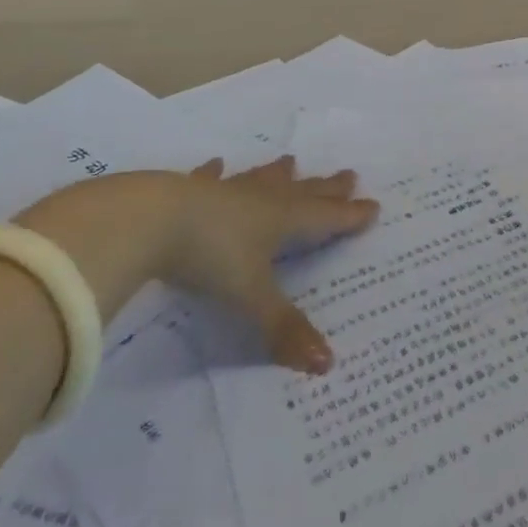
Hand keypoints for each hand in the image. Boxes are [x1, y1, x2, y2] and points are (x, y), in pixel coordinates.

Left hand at [167, 157, 378, 373]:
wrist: (154, 219)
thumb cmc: (211, 256)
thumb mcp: (250, 297)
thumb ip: (284, 328)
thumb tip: (326, 364)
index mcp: (282, 220)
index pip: (325, 218)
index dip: (350, 216)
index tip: (373, 206)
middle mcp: (261, 200)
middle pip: (302, 193)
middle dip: (327, 188)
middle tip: (349, 176)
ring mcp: (226, 192)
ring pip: (261, 180)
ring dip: (278, 174)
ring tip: (291, 162)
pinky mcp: (191, 192)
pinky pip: (211, 180)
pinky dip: (215, 174)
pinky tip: (215, 165)